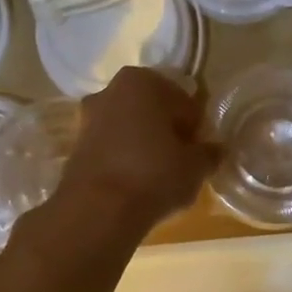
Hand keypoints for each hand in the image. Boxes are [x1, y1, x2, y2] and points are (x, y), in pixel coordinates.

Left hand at [54, 67, 216, 230]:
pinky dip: (125, 161)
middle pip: (152, 112)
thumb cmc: (154, 175)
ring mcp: (88, 118)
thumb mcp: (195, 167)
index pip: (183, 101)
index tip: (200, 151)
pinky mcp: (75, 147)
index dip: (195, 128)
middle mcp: (111, 90)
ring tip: (159, 178)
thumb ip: (209, 154)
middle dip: (167, 132)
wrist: (98, 210)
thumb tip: (215, 150)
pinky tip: (135, 185)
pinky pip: (112, 149)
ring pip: (130, 129)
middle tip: (182, 163)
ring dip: (145, 146)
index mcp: (143, 81)